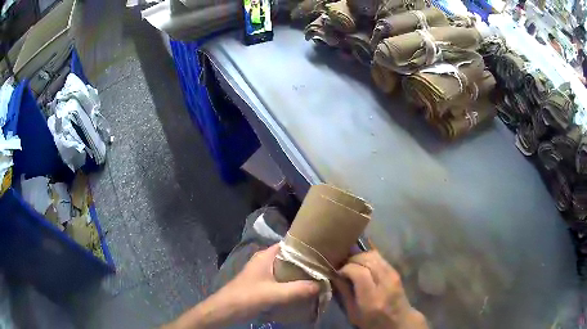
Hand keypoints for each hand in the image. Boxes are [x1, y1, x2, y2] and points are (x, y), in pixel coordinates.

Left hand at [166, 244, 319, 328]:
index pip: (290, 243)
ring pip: (287, 268)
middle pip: (290, 257)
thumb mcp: (273, 294)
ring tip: (321, 275)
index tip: (325, 248)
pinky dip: (294, 281)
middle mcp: (266, 260)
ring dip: (301, 272)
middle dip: (307, 261)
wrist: (225, 309)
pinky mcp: (264, 283)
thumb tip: (322, 285)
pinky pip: (283, 279)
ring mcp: (264, 272)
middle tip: (327, 264)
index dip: (306, 245)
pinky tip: (306, 287)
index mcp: (266, 256)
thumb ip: (297, 289)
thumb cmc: (246, 296)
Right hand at [333, 251, 427, 328]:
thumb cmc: (373, 322)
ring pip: (373, 255)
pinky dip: (368, 258)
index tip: (338, 273)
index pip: (359, 272)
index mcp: (373, 298)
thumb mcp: (353, 314)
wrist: (399, 321)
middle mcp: (385, 283)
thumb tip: (334, 275)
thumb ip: (344, 294)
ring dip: (359, 257)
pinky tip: (362, 265)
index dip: (345, 269)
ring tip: (351, 265)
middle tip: (342, 267)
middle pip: (367, 259)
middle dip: (351, 260)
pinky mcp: (396, 271)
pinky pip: (379, 257)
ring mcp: (393, 275)